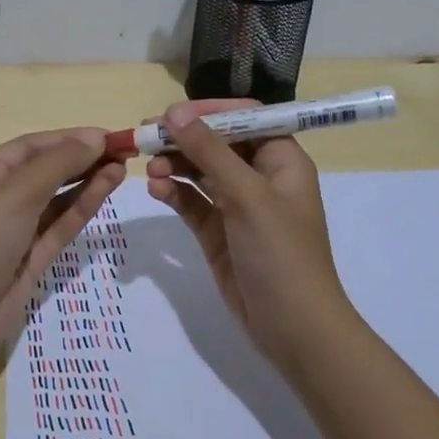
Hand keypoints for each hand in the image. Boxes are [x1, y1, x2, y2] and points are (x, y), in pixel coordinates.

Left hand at [0, 128, 126, 391]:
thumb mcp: (15, 194)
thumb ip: (57, 165)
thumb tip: (95, 138)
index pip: (31, 147)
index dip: (70, 138)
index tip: (110, 136)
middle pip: (45, 170)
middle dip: (82, 159)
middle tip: (125, 152)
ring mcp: (15, 232)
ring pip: (57, 199)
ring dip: (87, 181)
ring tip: (122, 168)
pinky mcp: (30, 260)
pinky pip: (60, 227)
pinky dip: (82, 208)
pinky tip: (105, 190)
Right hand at [145, 100, 355, 364]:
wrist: (292, 327)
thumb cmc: (280, 253)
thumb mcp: (247, 195)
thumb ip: (209, 151)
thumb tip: (174, 112)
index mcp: (281, 161)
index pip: (246, 118)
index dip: (210, 111)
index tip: (173, 114)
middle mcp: (260, 178)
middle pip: (217, 143)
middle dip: (184, 138)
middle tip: (146, 138)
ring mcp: (238, 206)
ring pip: (200, 172)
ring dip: (175, 165)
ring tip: (150, 168)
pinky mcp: (219, 232)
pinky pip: (192, 202)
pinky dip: (174, 193)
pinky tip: (156, 190)